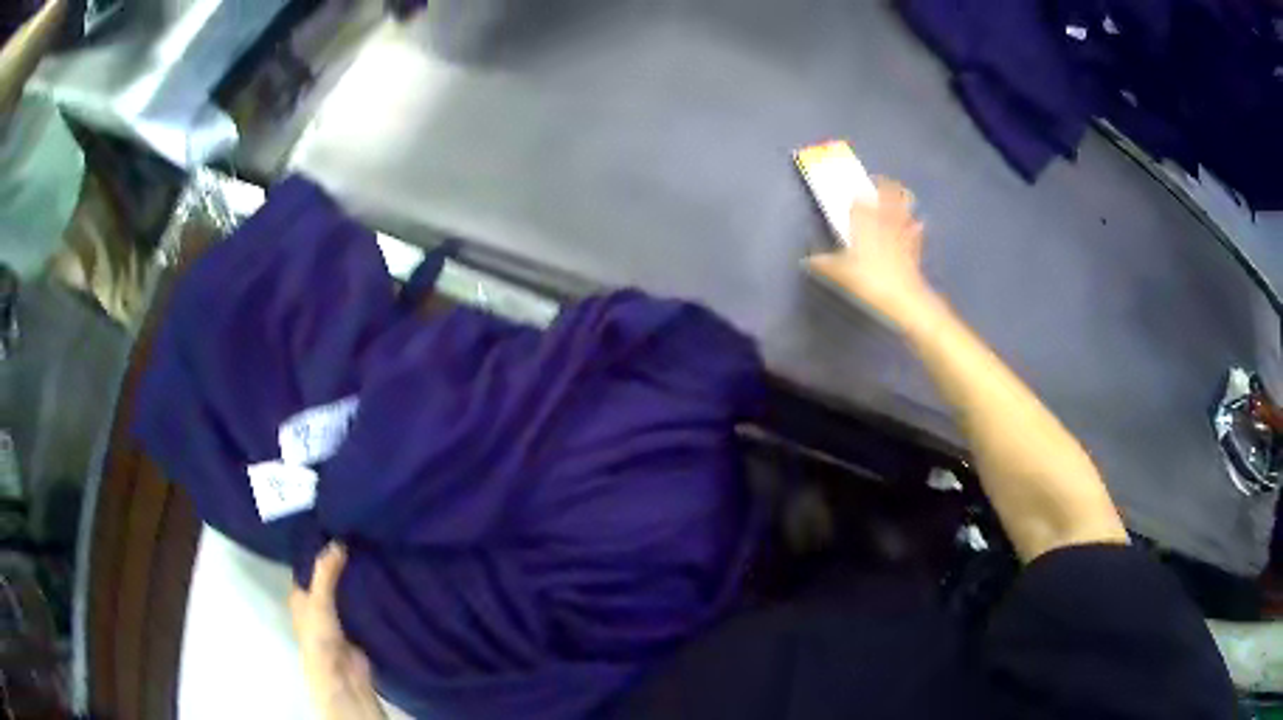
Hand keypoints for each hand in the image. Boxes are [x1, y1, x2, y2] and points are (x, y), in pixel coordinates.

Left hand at [290, 543, 385, 719]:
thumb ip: (327, 572)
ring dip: (356, 577)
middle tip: (358, 534)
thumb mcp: (319, 599)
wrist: (342, 674)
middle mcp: (316, 603)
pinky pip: (363, 605)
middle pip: (328, 577)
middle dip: (339, 561)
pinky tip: (381, 578)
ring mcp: (337, 615)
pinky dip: (370, 594)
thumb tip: (339, 540)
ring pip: (346, 590)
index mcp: (299, 595)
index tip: (333, 525)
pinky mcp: (357, 626)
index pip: (307, 565)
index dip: (317, 548)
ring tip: (372, 550)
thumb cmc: (319, 636)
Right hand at [806, 178, 935, 326]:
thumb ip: (825, 264)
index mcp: (865, 224)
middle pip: (888, 196)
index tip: (857, 191)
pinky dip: (915, 226)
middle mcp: (884, 223)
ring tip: (902, 194)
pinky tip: (918, 224)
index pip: (861, 201)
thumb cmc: (870, 280)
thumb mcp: (841, 274)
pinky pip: (915, 232)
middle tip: (883, 181)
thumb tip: (809, 261)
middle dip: (886, 187)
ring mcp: (901, 234)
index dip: (859, 194)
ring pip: (904, 209)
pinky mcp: (913, 248)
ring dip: (903, 200)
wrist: (903, 298)